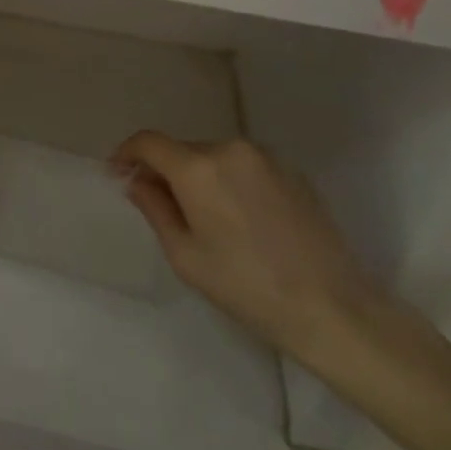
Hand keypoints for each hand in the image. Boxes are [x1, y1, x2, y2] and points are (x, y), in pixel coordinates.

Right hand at [112, 131, 386, 362]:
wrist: (332, 307)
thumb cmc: (246, 287)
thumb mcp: (185, 255)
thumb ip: (154, 208)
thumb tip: (137, 181)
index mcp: (198, 168)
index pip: (149, 142)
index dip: (127, 153)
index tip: (118, 173)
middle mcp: (230, 149)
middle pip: (183, 149)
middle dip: (165, 170)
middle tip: (160, 204)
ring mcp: (266, 158)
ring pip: (215, 157)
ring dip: (200, 176)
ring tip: (205, 217)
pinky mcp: (293, 172)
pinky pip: (245, 167)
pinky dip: (231, 181)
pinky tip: (240, 219)